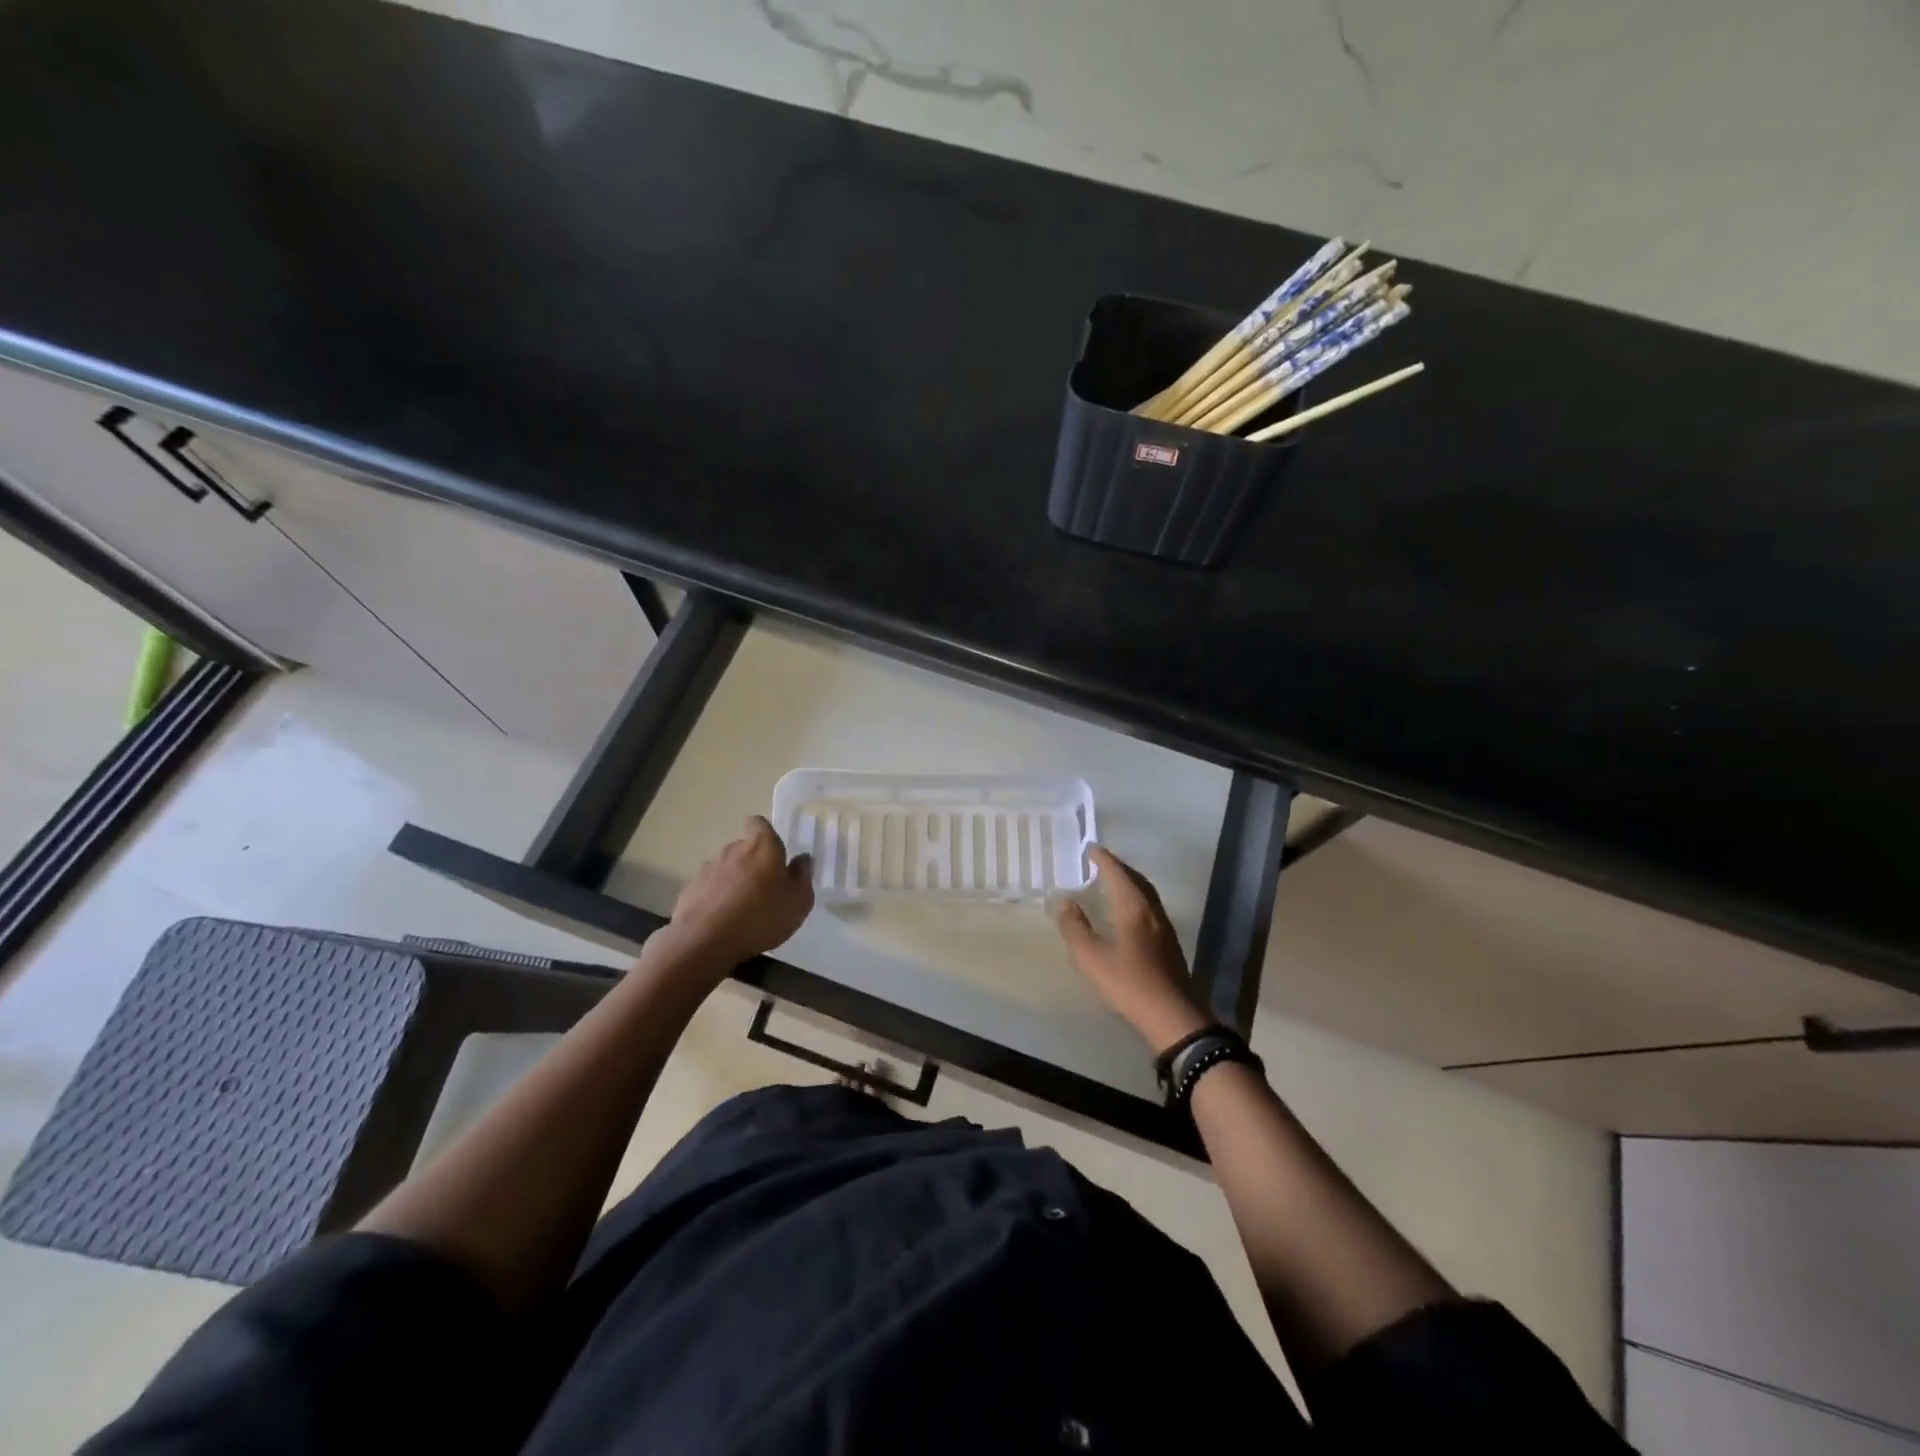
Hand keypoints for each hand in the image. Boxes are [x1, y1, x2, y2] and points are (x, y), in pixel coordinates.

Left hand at [650, 817, 813, 971]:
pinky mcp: (690, 890)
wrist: (706, 940)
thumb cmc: (762, 916)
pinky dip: (716, 899)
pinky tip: (722, 922)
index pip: (759, 823)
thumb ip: (803, 876)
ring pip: (725, 868)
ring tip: (742, 909)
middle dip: (752, 862)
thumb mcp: (799, 901)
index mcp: (762, 846)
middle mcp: (733, 849)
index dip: (765, 833)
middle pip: (743, 847)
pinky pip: (708, 889)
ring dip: (733, 881)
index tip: (773, 852)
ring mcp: (708, 869)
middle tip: (764, 888)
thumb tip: (803, 859)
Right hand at [1054, 845, 1209, 1053]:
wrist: (1172, 1016)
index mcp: (1133, 908)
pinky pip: (1151, 908)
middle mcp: (1152, 911)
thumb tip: (1065, 901)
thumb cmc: (1128, 983)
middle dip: (1119, 868)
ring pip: (1147, 895)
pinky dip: (1137, 899)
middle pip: (1137, 880)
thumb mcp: (1091, 958)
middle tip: (1101, 862)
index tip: (1090, 848)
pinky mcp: (1170, 945)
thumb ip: (1075, 928)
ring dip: (1130, 883)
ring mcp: (1165, 928)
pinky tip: (1129, 914)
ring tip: (1114, 883)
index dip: (1103, 859)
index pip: (1118, 873)